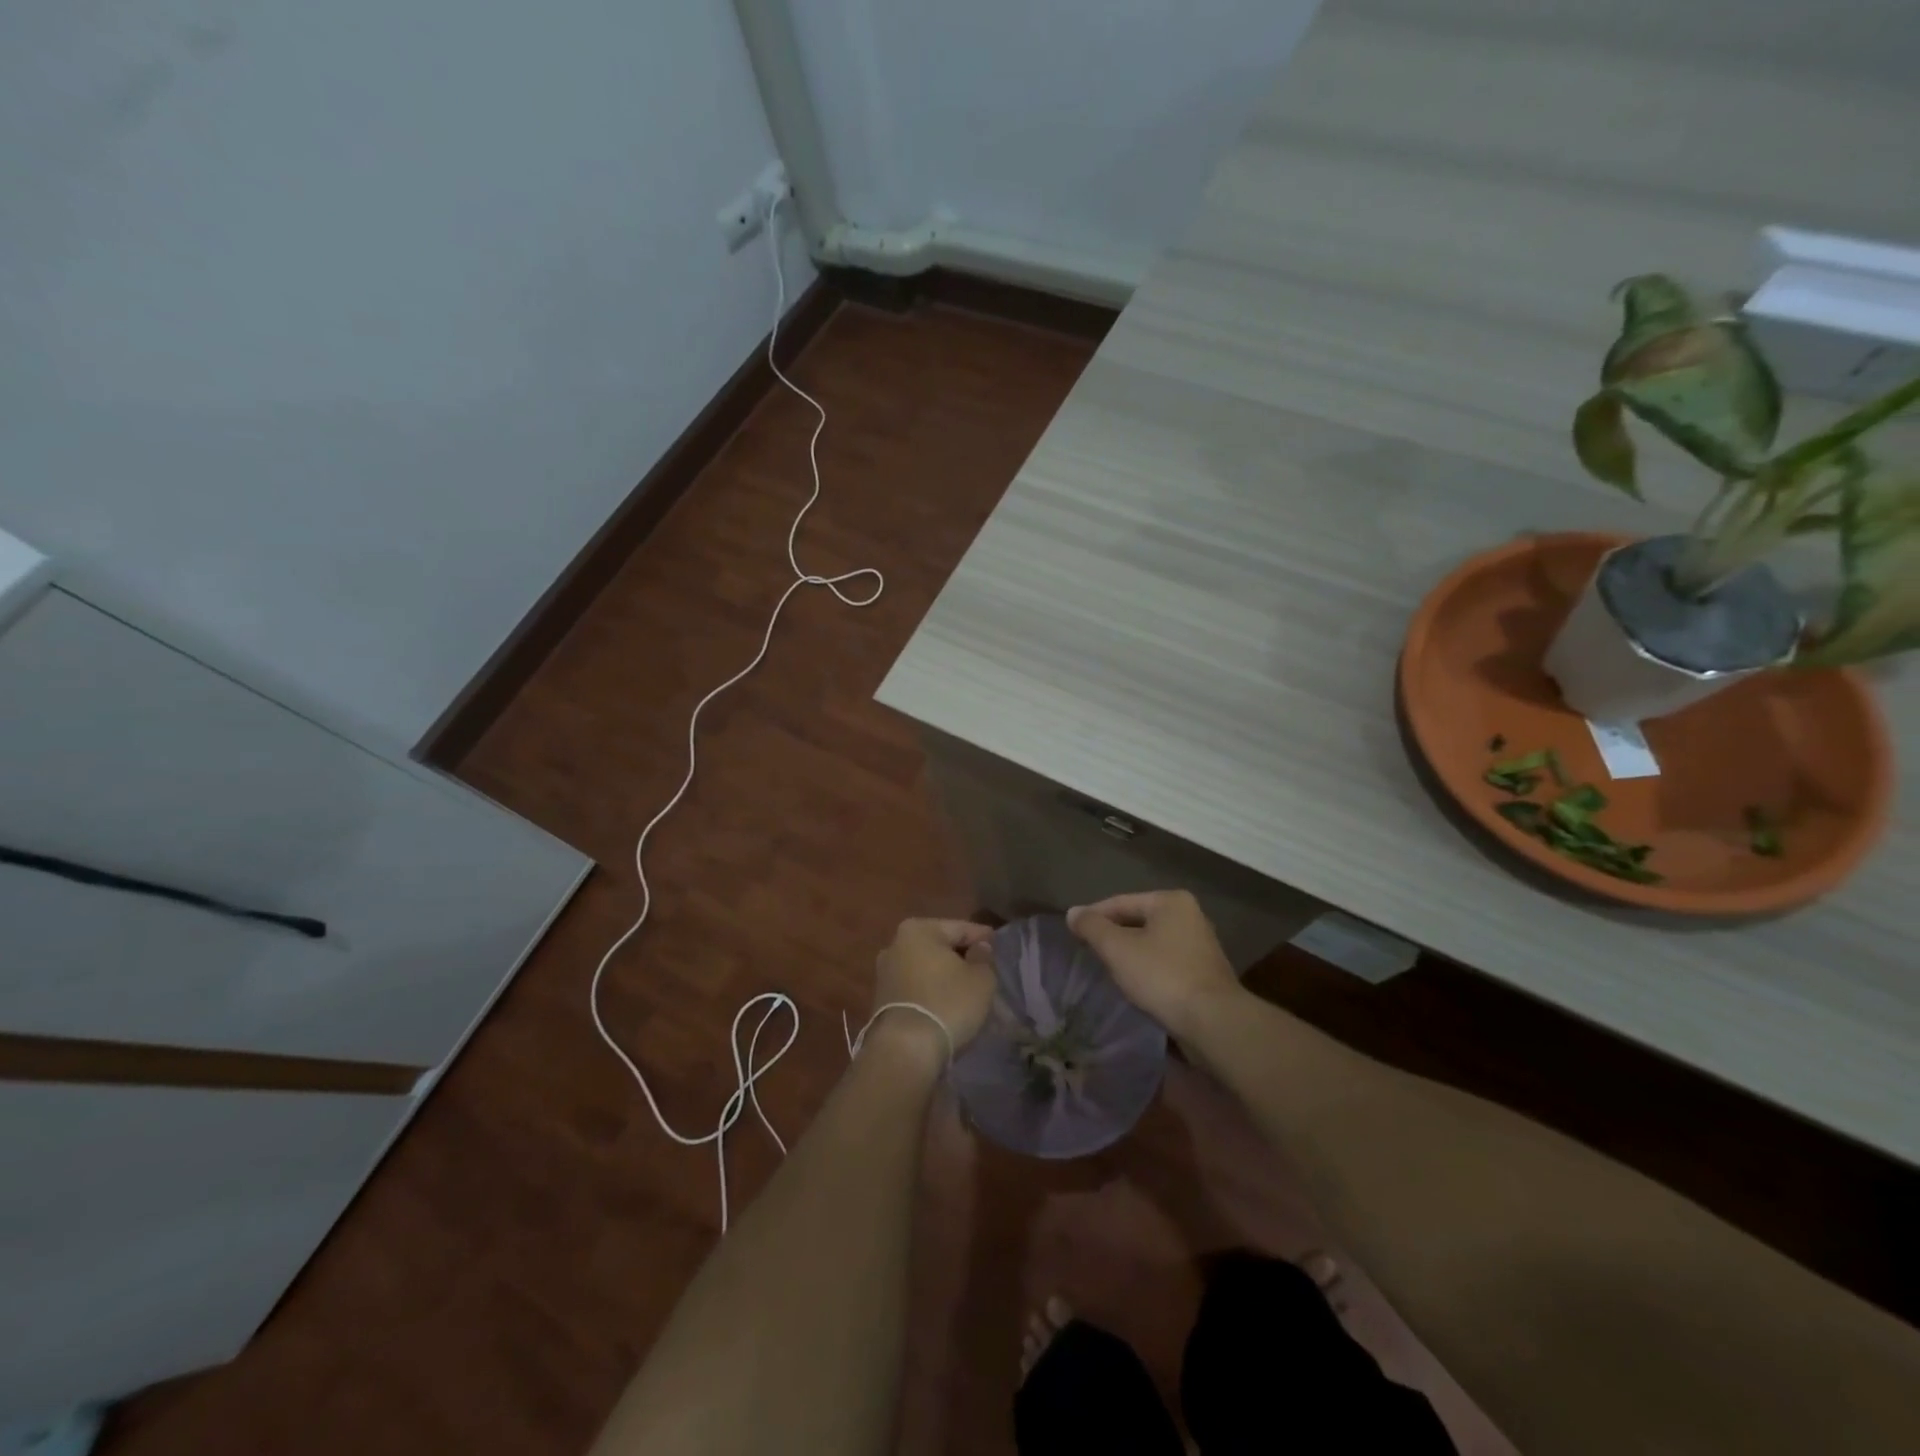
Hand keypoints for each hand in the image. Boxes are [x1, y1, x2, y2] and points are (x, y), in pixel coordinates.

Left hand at [866, 918, 996, 1071]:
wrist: (905, 1050)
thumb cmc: (947, 1004)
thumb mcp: (980, 978)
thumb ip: (984, 957)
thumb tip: (979, 947)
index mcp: (918, 929)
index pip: (960, 927)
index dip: (983, 937)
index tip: (998, 944)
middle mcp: (895, 944)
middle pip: (940, 946)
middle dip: (961, 957)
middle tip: (985, 969)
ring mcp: (885, 973)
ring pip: (927, 968)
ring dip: (945, 976)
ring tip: (968, 990)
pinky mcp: (882, 1000)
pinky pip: (916, 988)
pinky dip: (932, 992)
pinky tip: (948, 1004)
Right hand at [1067, 890, 1242, 1040]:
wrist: (1214, 1022)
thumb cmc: (1162, 976)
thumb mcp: (1117, 949)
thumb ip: (1092, 927)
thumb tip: (1072, 912)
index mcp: (1171, 901)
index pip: (1120, 902)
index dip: (1093, 917)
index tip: (1073, 934)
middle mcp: (1190, 916)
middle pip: (1138, 921)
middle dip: (1113, 936)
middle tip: (1089, 952)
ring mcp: (1201, 945)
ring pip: (1152, 943)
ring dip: (1130, 954)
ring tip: (1108, 969)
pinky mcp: (1205, 973)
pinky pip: (1166, 962)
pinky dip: (1148, 969)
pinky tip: (1136, 985)